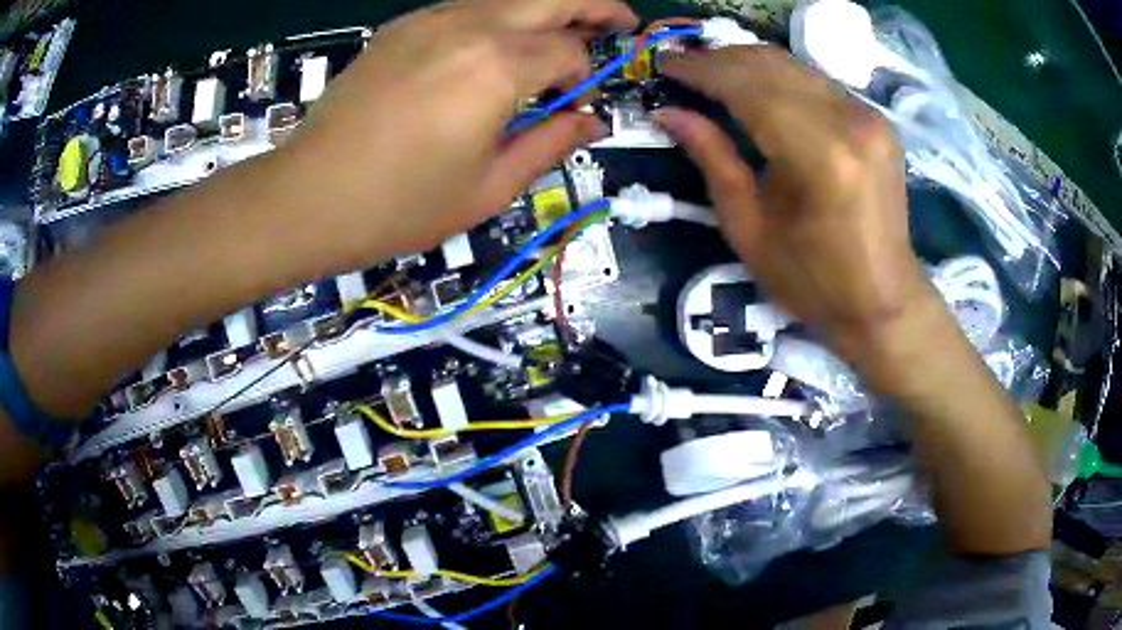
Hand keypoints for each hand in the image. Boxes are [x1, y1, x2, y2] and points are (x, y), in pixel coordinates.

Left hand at [270, 0, 635, 270]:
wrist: (306, 197)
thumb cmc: (399, 206)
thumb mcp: (488, 188)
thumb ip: (548, 144)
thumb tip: (591, 122)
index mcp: (498, 66)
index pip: (570, 52)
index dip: (588, 76)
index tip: (585, 102)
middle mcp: (470, 25)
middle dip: (594, 5)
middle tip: (617, 22)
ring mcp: (430, 19)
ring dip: (544, 8)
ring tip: (560, 34)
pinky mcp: (401, 27)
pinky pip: (467, 7)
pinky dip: (498, 16)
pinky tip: (495, 44)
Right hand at [653, 47, 928, 360]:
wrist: (883, 300)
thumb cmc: (812, 280)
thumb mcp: (749, 228)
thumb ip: (712, 159)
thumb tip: (669, 113)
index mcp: (818, 154)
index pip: (747, 85)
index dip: (701, 70)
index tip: (665, 65)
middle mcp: (849, 121)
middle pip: (771, 64)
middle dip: (720, 60)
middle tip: (684, 69)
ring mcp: (869, 117)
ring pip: (795, 66)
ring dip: (748, 64)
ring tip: (713, 75)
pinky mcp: (878, 121)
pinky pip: (817, 82)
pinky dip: (781, 79)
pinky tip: (758, 90)